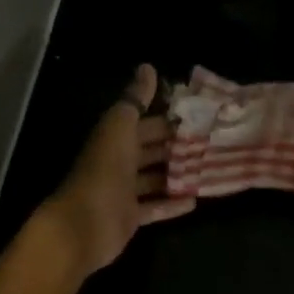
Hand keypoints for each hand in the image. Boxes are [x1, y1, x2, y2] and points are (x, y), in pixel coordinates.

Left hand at [42, 64, 194, 273]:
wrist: (83, 225)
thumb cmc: (103, 172)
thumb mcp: (119, 129)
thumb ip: (134, 100)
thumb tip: (147, 68)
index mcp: (114, 139)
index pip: (143, 123)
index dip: (167, 118)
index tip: (198, 116)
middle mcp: (118, 163)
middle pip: (150, 150)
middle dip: (176, 146)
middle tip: (210, 142)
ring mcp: (123, 192)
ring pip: (154, 179)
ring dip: (177, 174)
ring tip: (208, 169)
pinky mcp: (130, 218)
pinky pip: (154, 209)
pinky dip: (172, 204)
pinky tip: (195, 200)